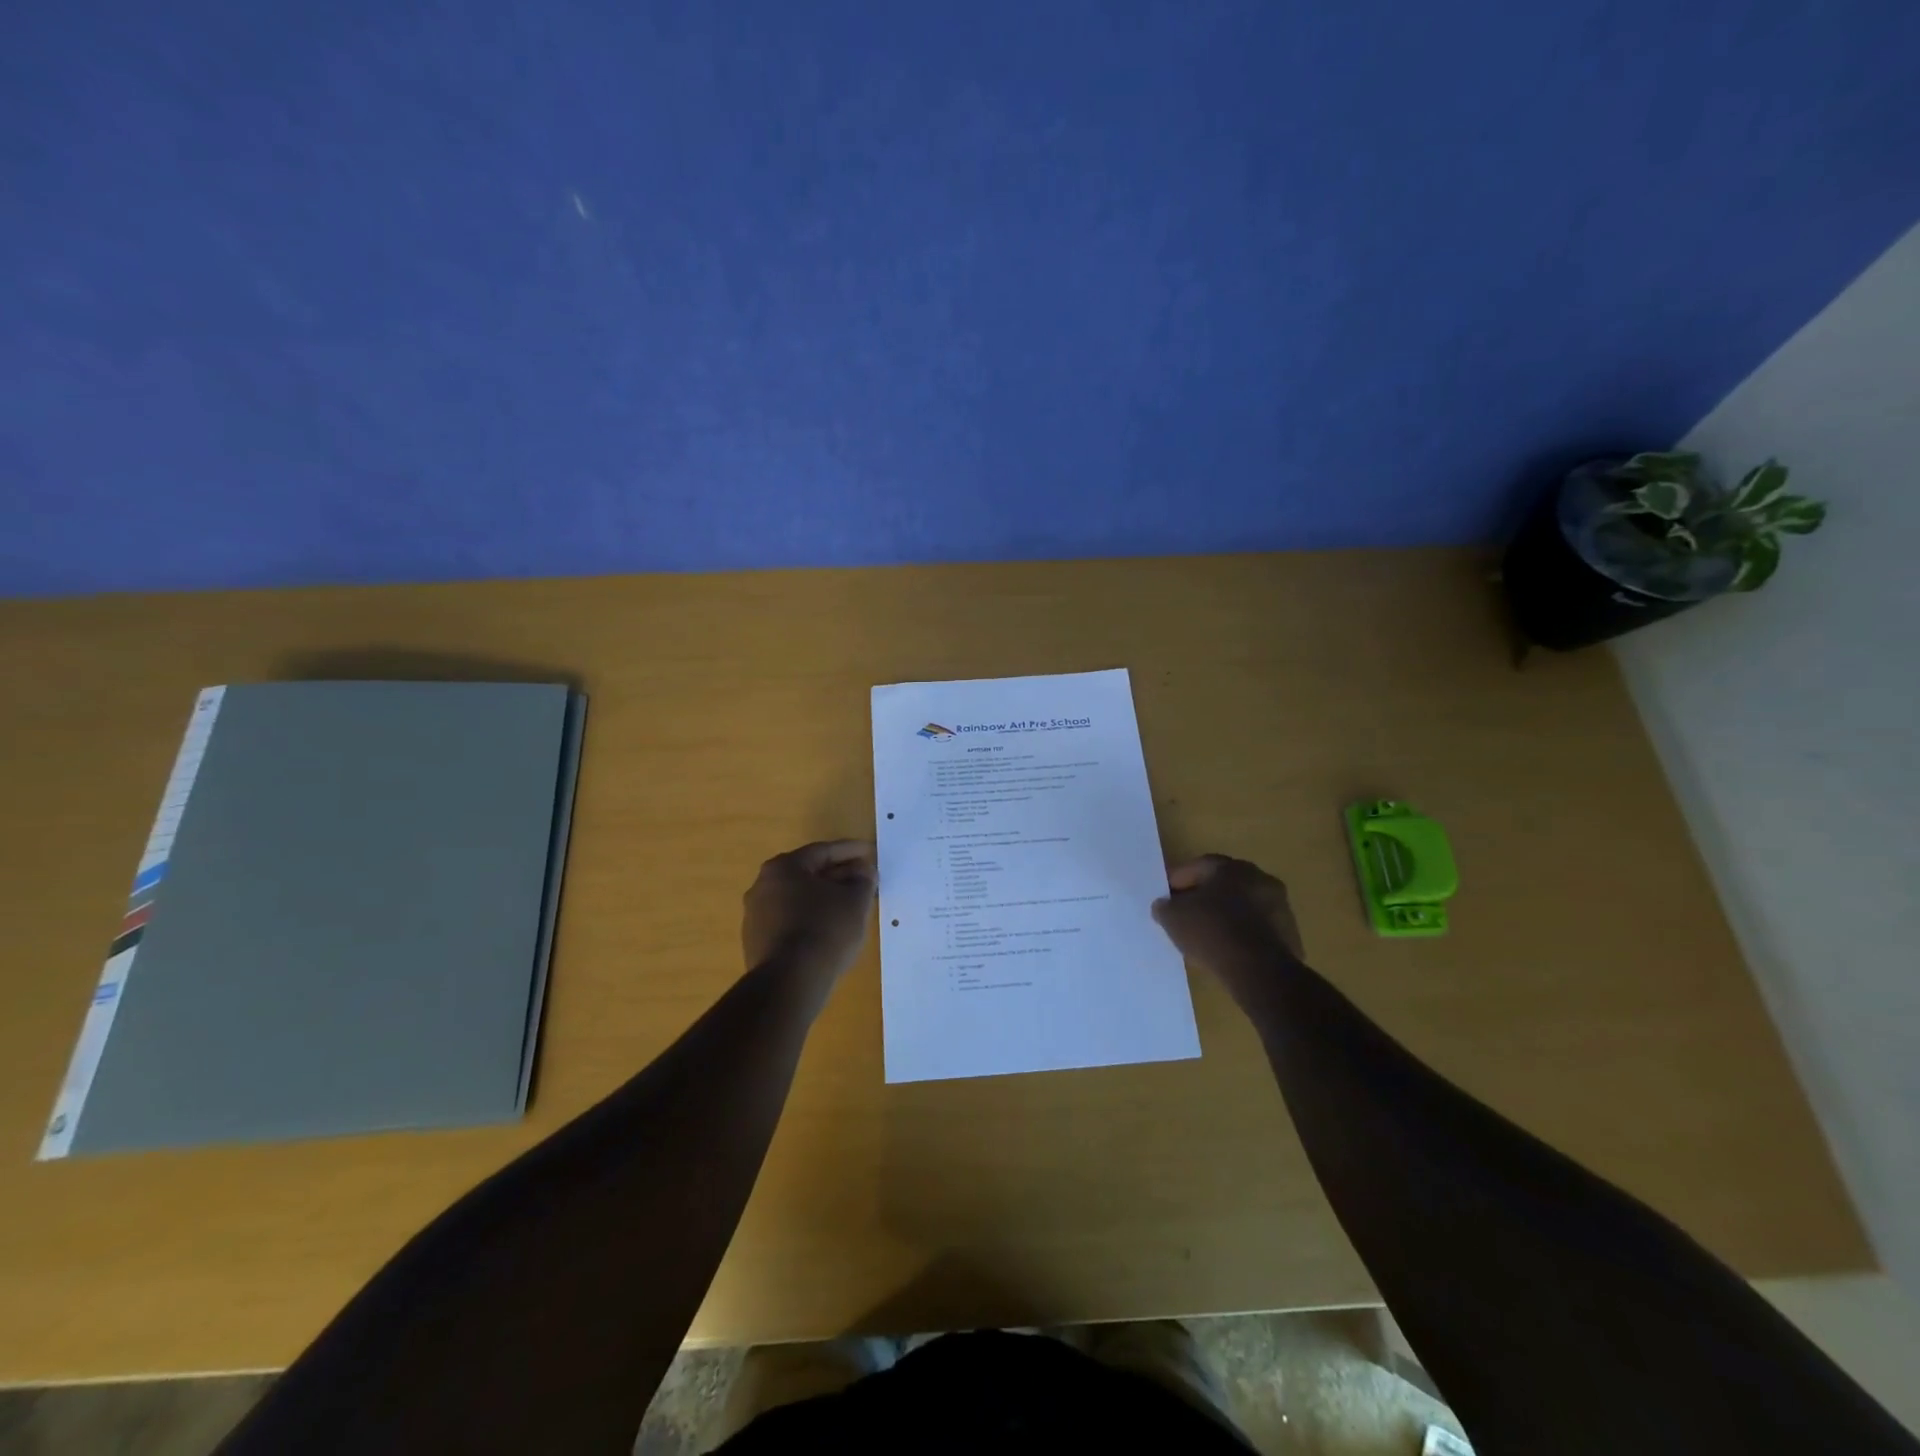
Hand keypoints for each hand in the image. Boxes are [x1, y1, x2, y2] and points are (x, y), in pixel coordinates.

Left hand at [742, 840, 877, 982]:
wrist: (790, 982)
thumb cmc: (825, 929)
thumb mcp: (855, 900)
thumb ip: (863, 880)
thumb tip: (864, 872)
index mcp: (783, 868)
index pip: (822, 851)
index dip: (850, 851)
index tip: (870, 852)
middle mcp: (763, 886)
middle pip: (808, 874)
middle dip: (838, 875)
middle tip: (864, 879)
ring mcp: (756, 917)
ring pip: (798, 899)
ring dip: (824, 899)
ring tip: (850, 906)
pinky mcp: (756, 943)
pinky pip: (790, 922)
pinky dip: (811, 919)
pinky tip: (830, 930)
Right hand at [1152, 855, 1304, 1005]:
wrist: (1259, 971)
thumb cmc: (1212, 932)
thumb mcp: (1173, 917)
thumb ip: (1165, 907)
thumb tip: (1164, 905)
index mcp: (1233, 868)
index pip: (1201, 865)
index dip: (1180, 879)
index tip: (1167, 895)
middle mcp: (1261, 879)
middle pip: (1226, 885)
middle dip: (1205, 897)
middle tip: (1187, 913)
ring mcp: (1281, 908)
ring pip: (1245, 907)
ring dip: (1227, 917)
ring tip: (1207, 936)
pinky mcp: (1291, 936)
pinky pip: (1258, 930)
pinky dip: (1243, 936)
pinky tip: (1228, 952)